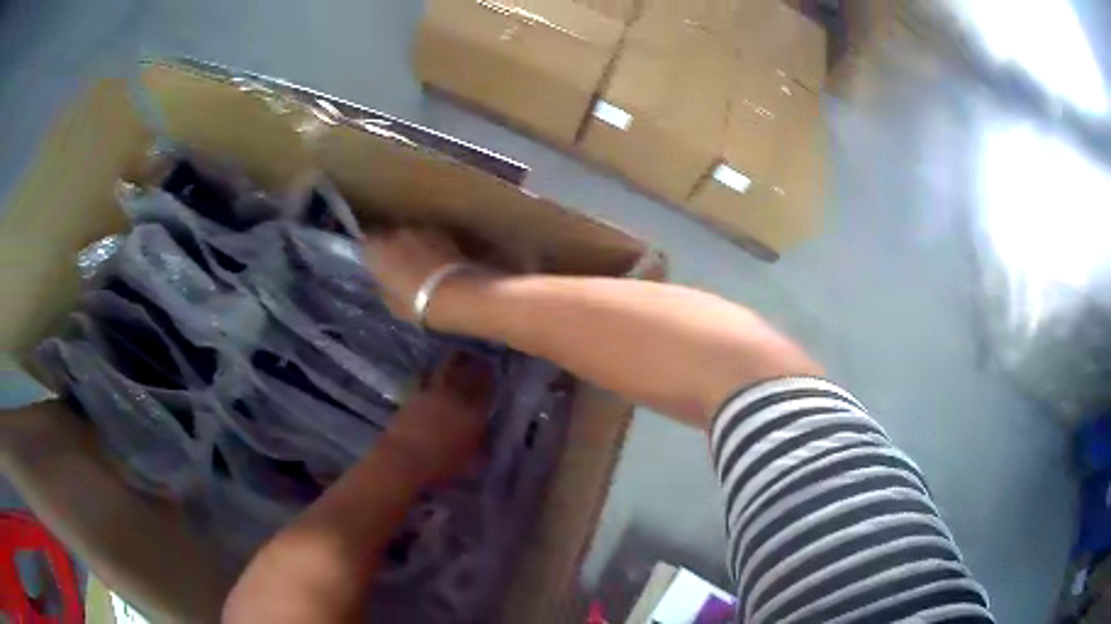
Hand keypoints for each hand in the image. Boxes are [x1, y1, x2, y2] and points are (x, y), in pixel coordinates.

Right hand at [364, 229, 466, 322]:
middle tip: (395, 266)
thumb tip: (378, 284)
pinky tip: (434, 260)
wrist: (455, 293)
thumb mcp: (391, 304)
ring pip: (407, 235)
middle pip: (387, 237)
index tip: (373, 266)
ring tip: (417, 263)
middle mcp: (394, 234)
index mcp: (375, 251)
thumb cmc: (416, 304)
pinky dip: (427, 246)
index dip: (369, 255)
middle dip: (390, 248)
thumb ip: (381, 289)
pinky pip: (426, 237)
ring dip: (409, 245)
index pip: (364, 246)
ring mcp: (418, 230)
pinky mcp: (440, 232)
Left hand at [380, 352, 495, 485]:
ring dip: (454, 361)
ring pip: (447, 369)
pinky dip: (431, 371)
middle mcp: (455, 397)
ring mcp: (433, 393)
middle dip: (475, 364)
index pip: (487, 390)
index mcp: (474, 414)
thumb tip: (487, 444)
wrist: (404, 458)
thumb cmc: (441, 466)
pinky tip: (432, 370)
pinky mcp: (413, 394)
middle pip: (468, 373)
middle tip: (479, 357)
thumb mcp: (471, 464)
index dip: (491, 378)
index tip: (494, 369)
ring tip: (458, 355)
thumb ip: (482, 451)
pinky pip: (426, 376)